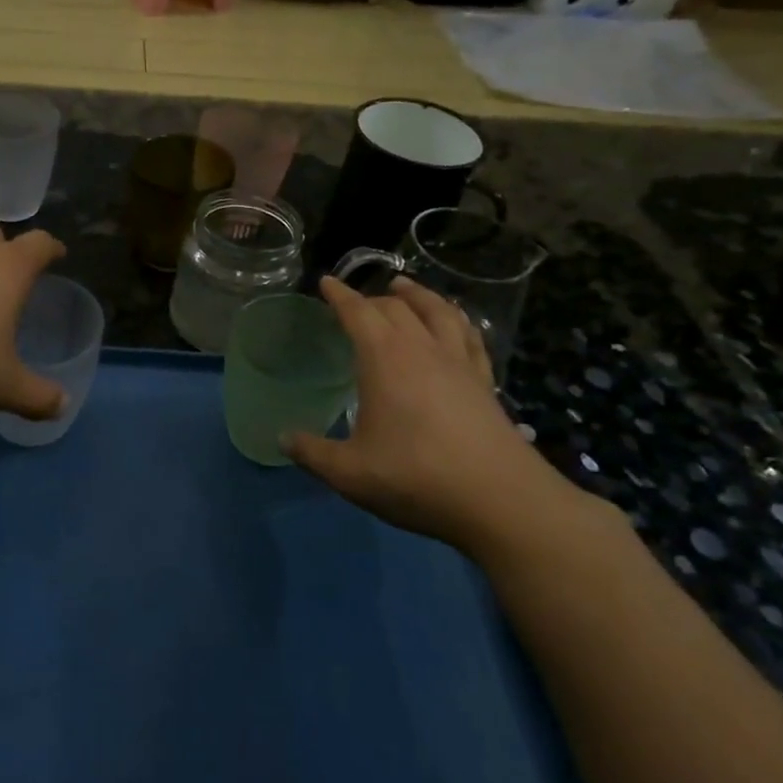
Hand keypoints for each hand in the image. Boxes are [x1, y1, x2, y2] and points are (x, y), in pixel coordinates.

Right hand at [283, 276, 585, 555]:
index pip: (359, 313)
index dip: (340, 295)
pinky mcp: (485, 382)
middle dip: (373, 297)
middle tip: (357, 302)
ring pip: (439, 312)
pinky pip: (470, 337)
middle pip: (397, 307)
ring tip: (405, 288)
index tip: (326, 282)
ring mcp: (459, 363)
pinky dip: (457, 320)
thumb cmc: (415, 478)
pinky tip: (455, 324)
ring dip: (418, 295)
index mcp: (385, 360)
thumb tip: (282, 439)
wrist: (499, 500)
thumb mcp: (349, 473)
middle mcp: (423, 349)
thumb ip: (312, 453)